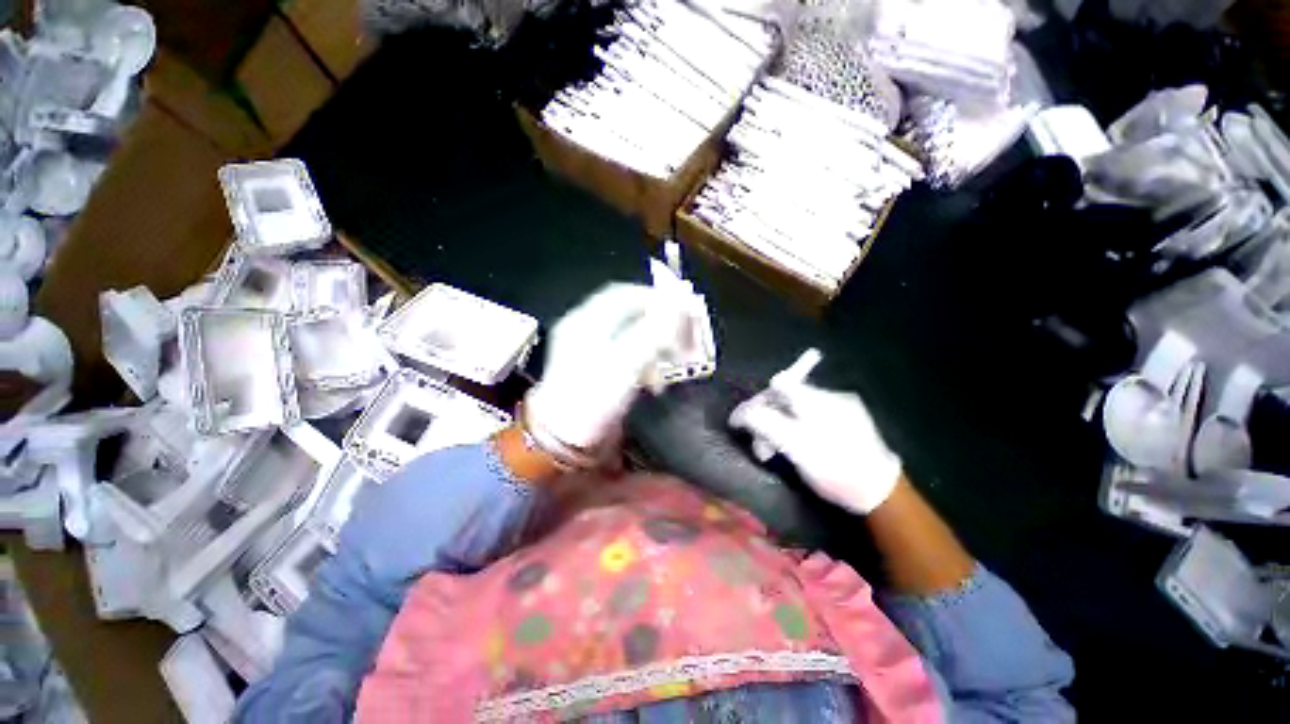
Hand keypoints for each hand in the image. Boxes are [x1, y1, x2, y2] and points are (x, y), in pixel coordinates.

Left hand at [525, 283, 689, 453]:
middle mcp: (586, 329)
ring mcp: (589, 350)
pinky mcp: (596, 369)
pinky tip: (655, 379)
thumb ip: (653, 331)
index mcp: (587, 320)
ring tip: (673, 362)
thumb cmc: (593, 398)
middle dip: (660, 323)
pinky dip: (645, 360)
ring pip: (630, 334)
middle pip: (629, 313)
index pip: (624, 294)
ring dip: (656, 344)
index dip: (655, 298)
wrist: (563, 440)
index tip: (682, 310)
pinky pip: (626, 354)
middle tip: (683, 338)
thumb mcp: (626, 363)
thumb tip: (679, 305)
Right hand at [729, 350, 901, 513]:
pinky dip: (796, 428)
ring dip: (780, 426)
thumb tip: (741, 412)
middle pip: (785, 398)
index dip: (759, 401)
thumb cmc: (836, 470)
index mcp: (816, 400)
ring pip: (796, 409)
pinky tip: (796, 446)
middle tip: (760, 446)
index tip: (747, 423)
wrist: (881, 492)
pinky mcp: (848, 418)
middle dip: (766, 418)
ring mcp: (841, 406)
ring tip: (773, 451)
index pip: (778, 385)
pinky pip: (811, 416)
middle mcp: (829, 395)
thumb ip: (766, 423)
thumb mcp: (795, 447)